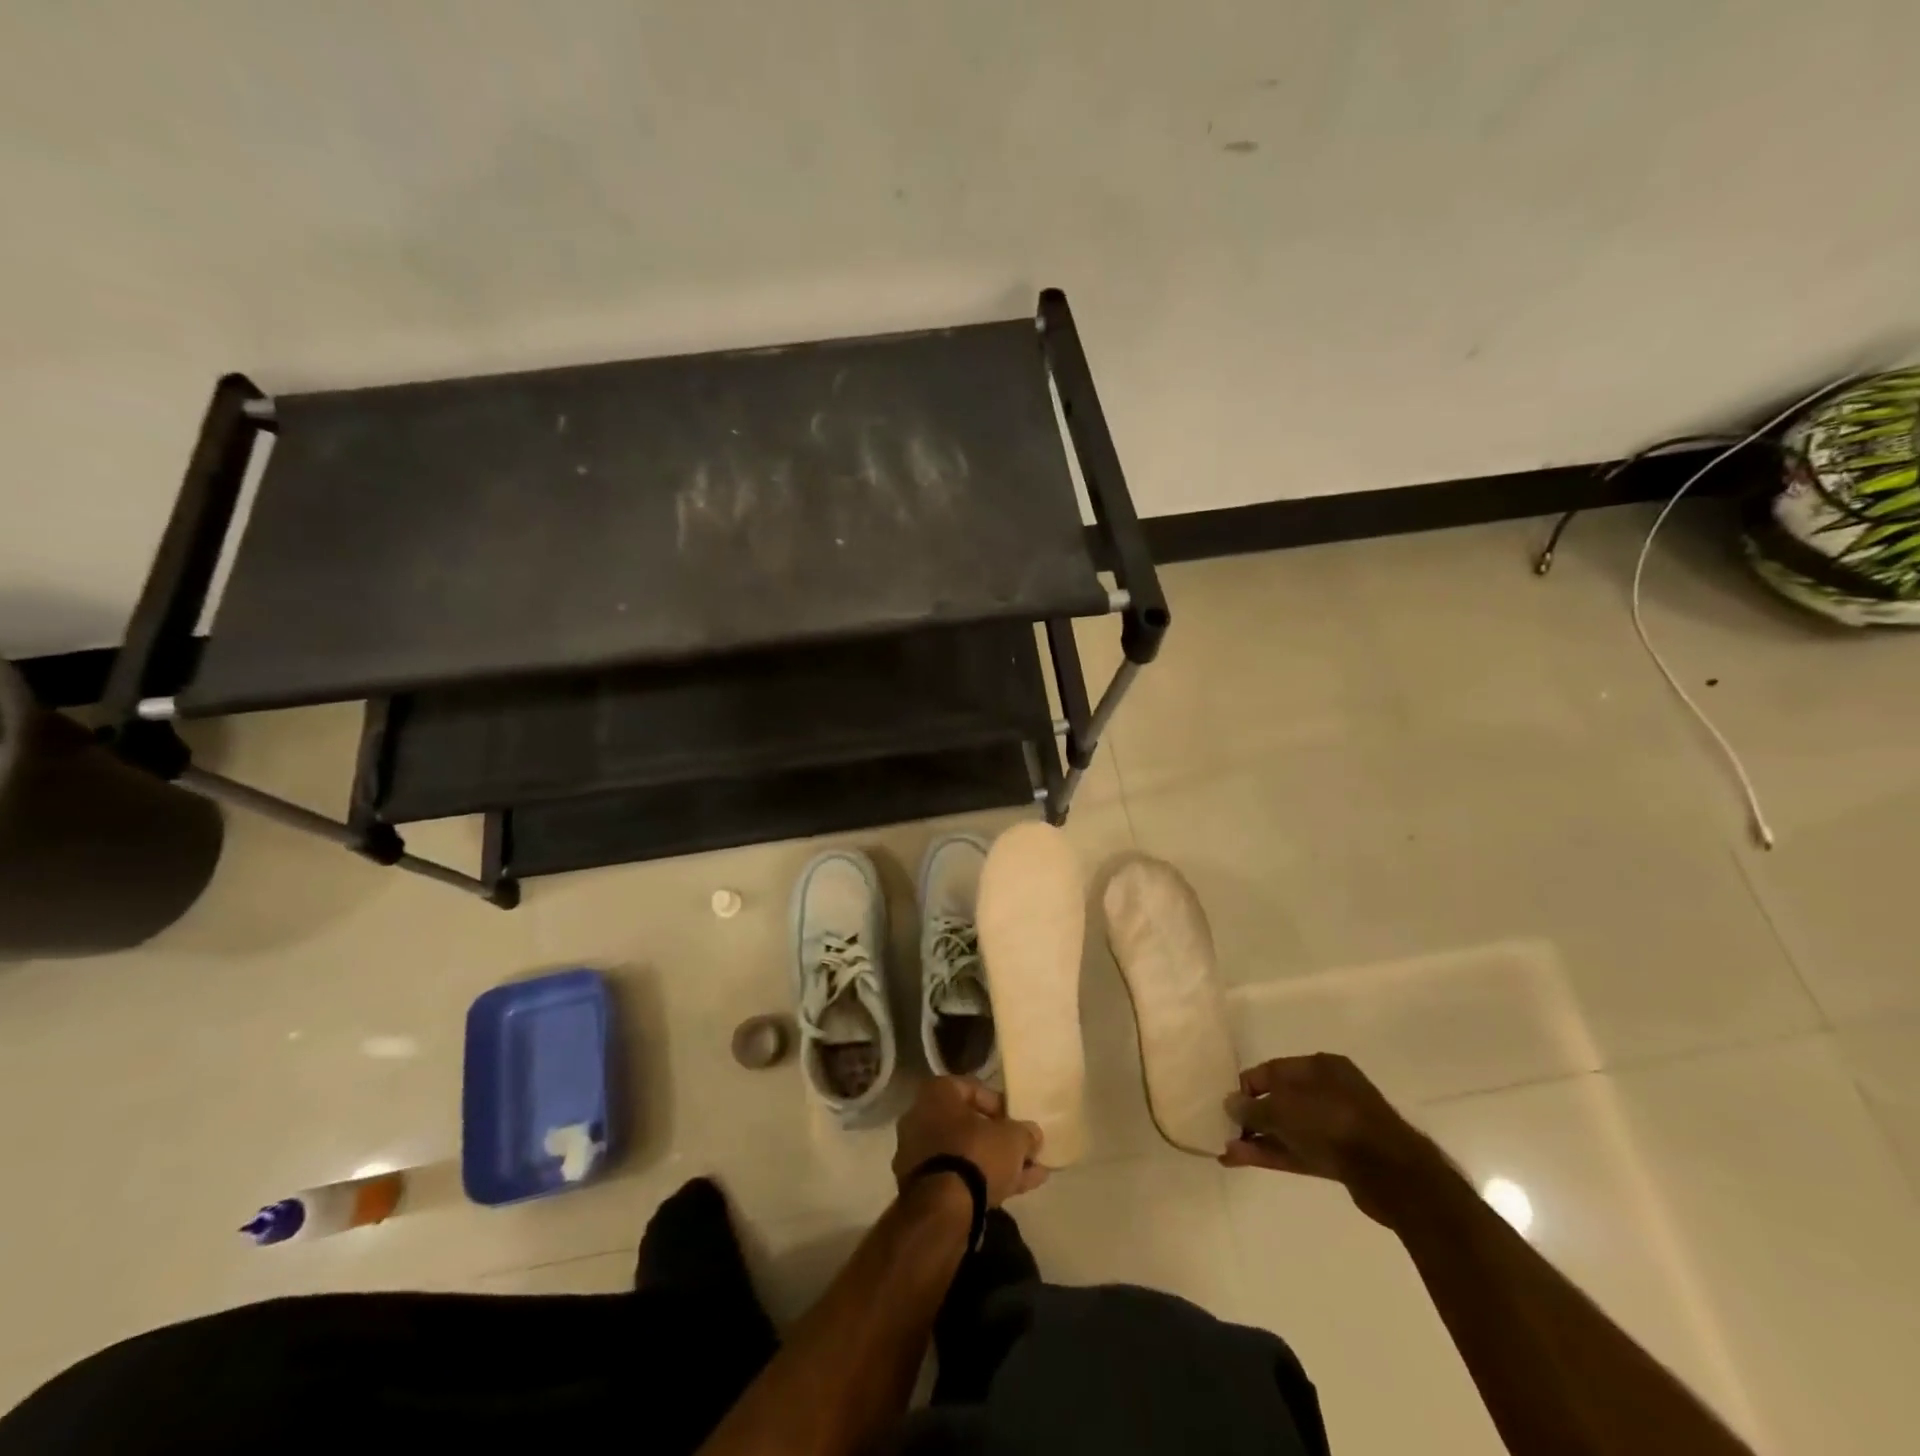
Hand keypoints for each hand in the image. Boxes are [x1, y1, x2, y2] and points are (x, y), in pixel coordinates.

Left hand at [894, 1076, 1047, 1206]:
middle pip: (966, 1124)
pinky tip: (1014, 1191)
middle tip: (1022, 1149)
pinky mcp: (920, 1188)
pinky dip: (982, 1181)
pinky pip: (956, 1176)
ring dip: (994, 1162)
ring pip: (963, 1154)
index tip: (1014, 1119)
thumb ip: (1025, 1133)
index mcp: (937, 1094)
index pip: (970, 1089)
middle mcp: (920, 1118)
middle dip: (997, 1138)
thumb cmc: (976, 1154)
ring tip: (1030, 1174)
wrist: (943, 1208)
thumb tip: (1033, 1135)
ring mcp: (918, 1155)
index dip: (997, 1103)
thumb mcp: (1012, 1138)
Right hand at [1220, 1053, 1440, 1225]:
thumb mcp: (1282, 1109)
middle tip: (1225, 1129)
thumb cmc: (1332, 1122)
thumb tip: (1230, 1103)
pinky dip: (1274, 1153)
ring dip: (1258, 1139)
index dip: (1246, 1087)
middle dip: (1251, 1116)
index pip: (1271, 1070)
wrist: (1391, 1174)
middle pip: (1280, 1100)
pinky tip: (1243, 1160)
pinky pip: (1299, 1150)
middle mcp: (1328, 1090)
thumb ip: (1252, 1108)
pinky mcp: (1341, 1158)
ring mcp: (1336, 1125)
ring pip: (1288, 1128)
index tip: (1226, 1105)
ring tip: (1228, 1152)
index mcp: (1318, 1066)